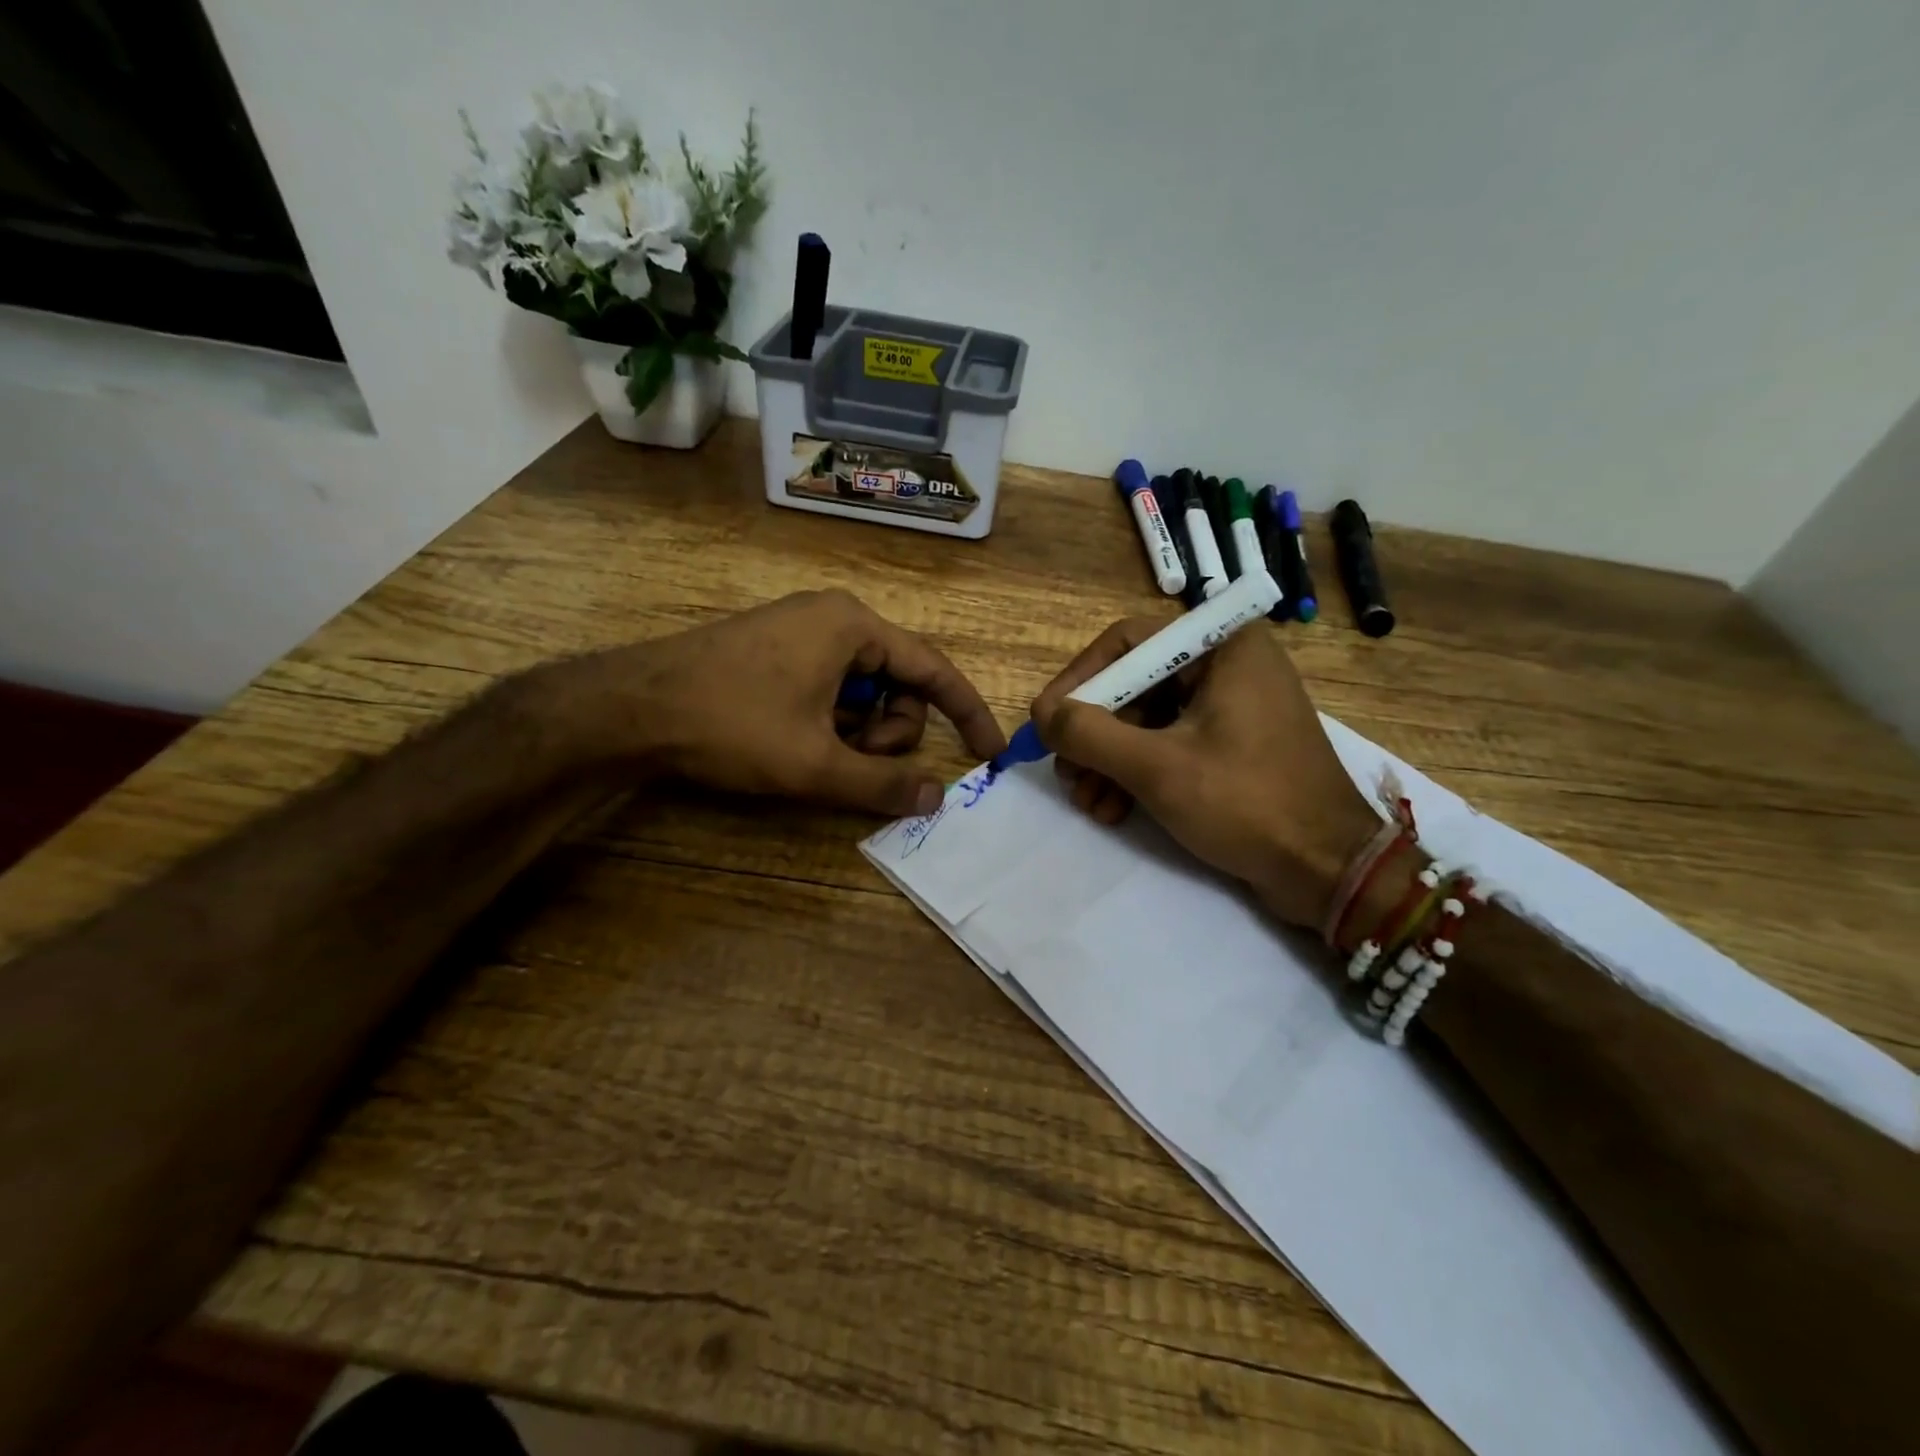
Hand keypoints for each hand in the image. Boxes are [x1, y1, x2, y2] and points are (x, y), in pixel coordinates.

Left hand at [543, 590, 1006, 816]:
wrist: (629, 708)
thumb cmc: (731, 725)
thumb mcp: (814, 763)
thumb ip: (881, 784)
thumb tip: (934, 798)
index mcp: (853, 627)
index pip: (934, 669)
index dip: (967, 713)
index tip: (990, 752)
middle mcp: (834, 617)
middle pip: (897, 683)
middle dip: (887, 730)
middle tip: (851, 759)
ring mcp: (801, 631)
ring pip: (862, 689)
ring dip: (856, 730)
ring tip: (814, 751)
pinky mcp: (776, 649)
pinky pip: (830, 686)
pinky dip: (829, 720)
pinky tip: (794, 739)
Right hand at [1032, 620, 1381, 928]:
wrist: (1330, 871)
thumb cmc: (1247, 803)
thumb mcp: (1156, 767)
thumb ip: (1089, 734)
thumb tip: (1042, 715)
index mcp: (1222, 647)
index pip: (1127, 642)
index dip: (1079, 680)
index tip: (1047, 722)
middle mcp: (1228, 665)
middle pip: (1134, 684)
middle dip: (1093, 733)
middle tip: (1066, 772)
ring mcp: (1233, 707)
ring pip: (1147, 721)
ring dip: (1109, 761)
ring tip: (1088, 803)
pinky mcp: (1234, 745)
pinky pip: (1170, 745)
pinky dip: (1137, 774)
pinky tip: (1114, 811)